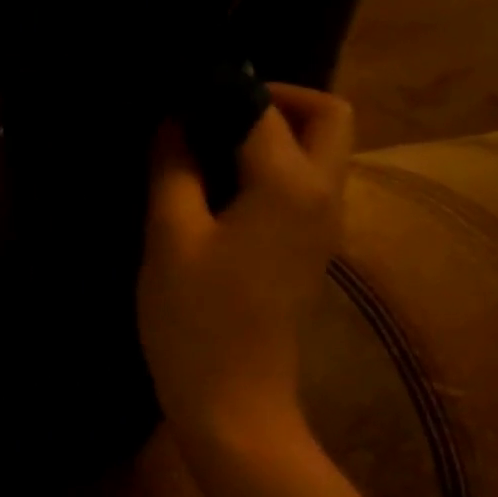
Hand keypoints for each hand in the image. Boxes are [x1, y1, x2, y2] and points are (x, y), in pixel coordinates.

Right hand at [137, 82, 352, 457]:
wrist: (233, 403)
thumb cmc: (196, 322)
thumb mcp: (170, 242)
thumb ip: (173, 173)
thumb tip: (173, 125)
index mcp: (291, 185)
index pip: (264, 110)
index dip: (221, 93)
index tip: (179, 98)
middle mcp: (324, 197)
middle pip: (327, 118)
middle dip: (277, 101)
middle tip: (215, 116)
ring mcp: (324, 231)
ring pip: (321, 155)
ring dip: (277, 137)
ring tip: (211, 153)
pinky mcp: (309, 257)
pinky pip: (305, 191)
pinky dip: (274, 173)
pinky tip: (223, 197)